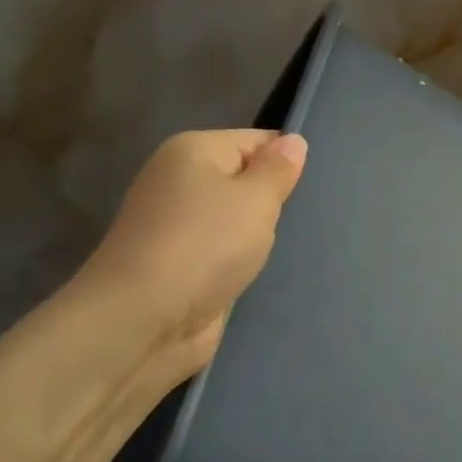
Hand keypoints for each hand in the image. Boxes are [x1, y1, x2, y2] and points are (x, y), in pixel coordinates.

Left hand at [72, 129, 307, 381]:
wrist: (143, 321)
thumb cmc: (204, 246)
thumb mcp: (255, 200)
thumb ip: (278, 170)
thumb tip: (293, 141)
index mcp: (192, 151)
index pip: (256, 140)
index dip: (287, 161)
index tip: (318, 187)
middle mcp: (179, 181)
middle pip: (244, 179)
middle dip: (275, 200)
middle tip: (312, 218)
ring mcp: (176, 226)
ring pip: (235, 219)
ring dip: (260, 234)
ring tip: (294, 245)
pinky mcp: (180, 265)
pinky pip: (224, 251)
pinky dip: (242, 260)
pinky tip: (265, 270)